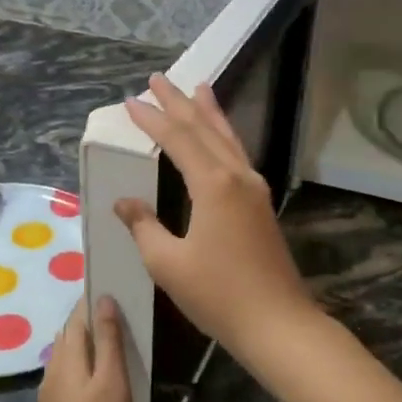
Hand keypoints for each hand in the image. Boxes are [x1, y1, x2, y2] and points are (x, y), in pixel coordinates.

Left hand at [29, 296, 131, 401]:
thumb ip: (108, 341)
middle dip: (89, 319)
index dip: (92, 300)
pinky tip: (100, 378)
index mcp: (66, 358)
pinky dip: (84, 365)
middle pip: (69, 334)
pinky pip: (68, 375)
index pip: (77, 316)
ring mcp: (50, 393)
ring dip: (87, 343)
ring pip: (67, 356)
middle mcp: (53, 370)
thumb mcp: (112, 384)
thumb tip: (103, 299)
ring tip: (115, 341)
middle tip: (120, 312)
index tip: (114, 286)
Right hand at [116, 73, 316, 358]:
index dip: (152, 119)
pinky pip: (237, 155)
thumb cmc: (218, 294)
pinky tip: (219, 138)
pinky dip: (223, 136)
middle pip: (205, 128)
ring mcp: (254, 189)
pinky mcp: (260, 205)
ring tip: (197, 87)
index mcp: (213, 184)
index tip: (130, 102)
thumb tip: (124, 202)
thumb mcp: (167, 263)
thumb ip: (144, 226)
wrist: (277, 323)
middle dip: (179, 102)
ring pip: (227, 138)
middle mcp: (237, 176)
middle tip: (159, 78)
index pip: (177, 139)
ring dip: (209, 112)